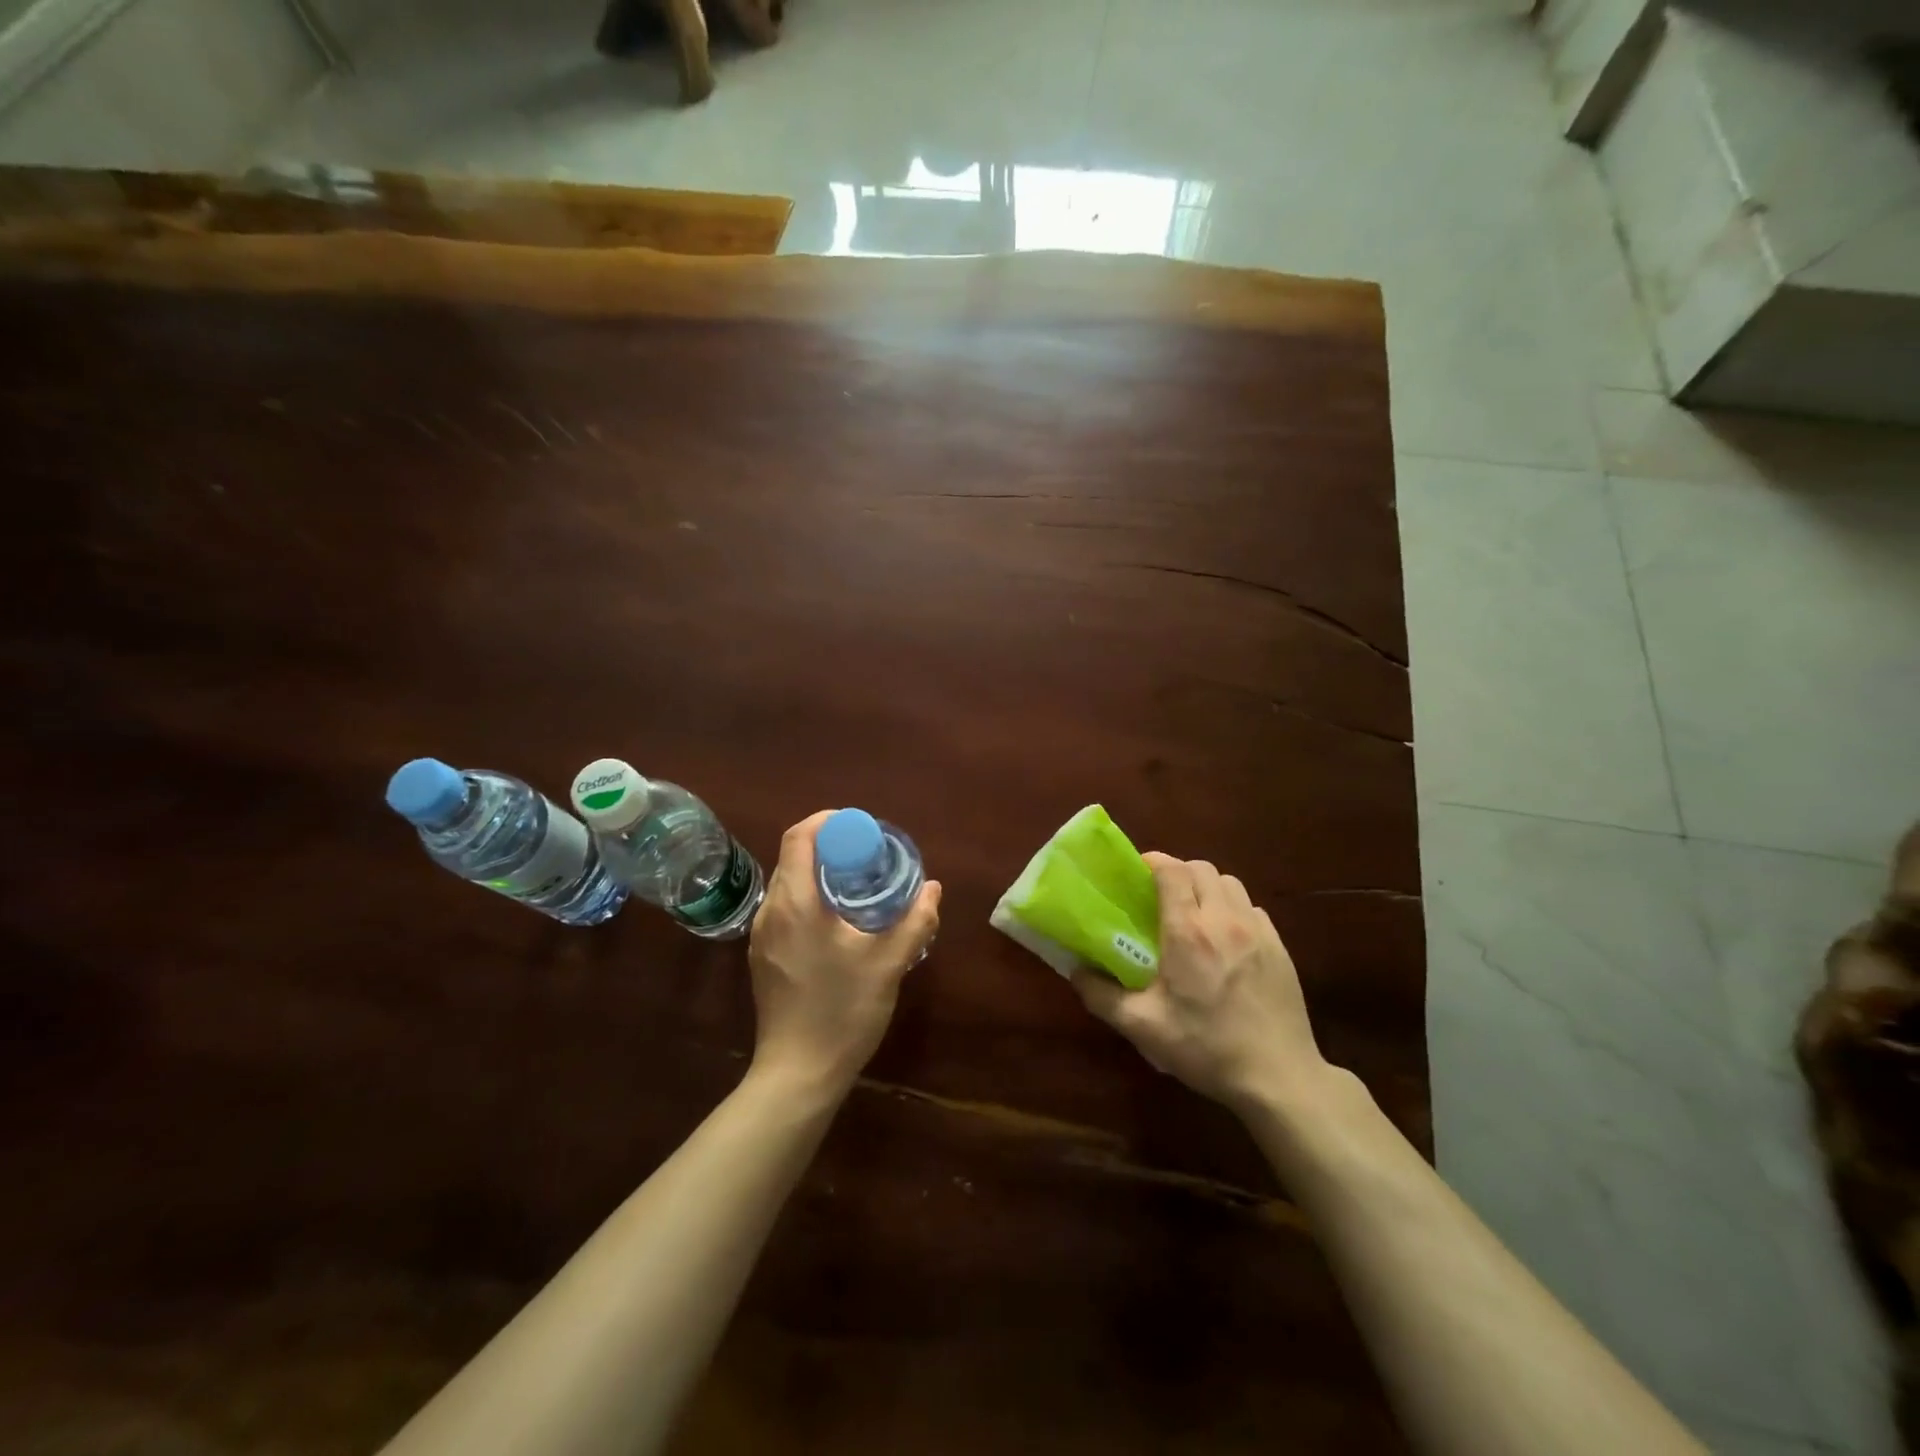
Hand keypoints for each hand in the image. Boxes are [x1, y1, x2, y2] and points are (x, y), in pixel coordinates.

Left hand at [746, 811, 941, 1097]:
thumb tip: (933, 889)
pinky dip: (808, 898)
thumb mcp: (888, 964)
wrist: (797, 1074)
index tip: (860, 827)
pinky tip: (837, 921)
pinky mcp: (762, 957)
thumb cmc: (842, 1012)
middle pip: (793, 857)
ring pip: (787, 884)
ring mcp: (761, 936)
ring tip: (856, 884)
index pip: (799, 837)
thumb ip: (914, 921)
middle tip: (867, 855)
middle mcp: (771, 911)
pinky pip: (784, 909)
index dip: (827, 821)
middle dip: (829, 846)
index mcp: (795, 903)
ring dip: (818, 873)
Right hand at [1072, 853, 1328, 1117]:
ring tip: (1194, 912)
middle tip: (1161, 895)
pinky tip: (1226, 939)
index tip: (1137, 872)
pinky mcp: (1280, 947)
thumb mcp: (1143, 1027)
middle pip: (1201, 869)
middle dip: (1178, 872)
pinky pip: (1252, 909)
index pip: (1172, 870)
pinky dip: (1234, 910)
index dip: (1153, 862)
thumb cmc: (1205, 1047)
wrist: (1278, 1077)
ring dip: (1208, 887)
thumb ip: (1102, 995)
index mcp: (1188, 932)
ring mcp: (1257, 932)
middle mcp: (1224, 920)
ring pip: (1230, 883)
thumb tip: (1075, 971)